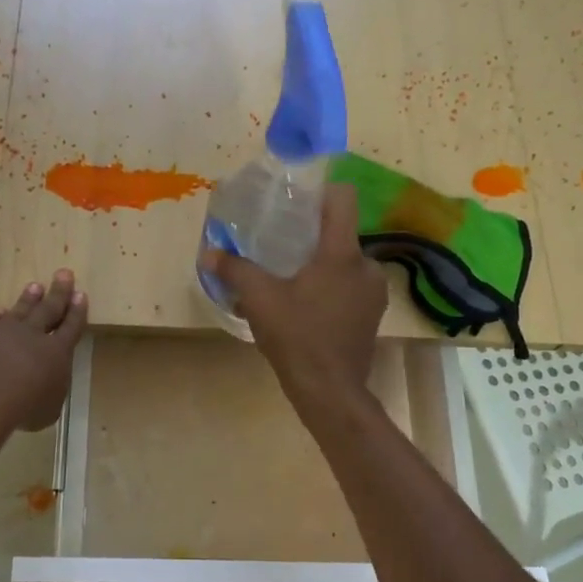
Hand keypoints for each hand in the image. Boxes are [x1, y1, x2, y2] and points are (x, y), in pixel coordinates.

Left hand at [0, 271, 87, 431]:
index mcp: (57, 353)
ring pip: (20, 310)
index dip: (77, 312)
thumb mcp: (48, 409)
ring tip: (35, 286)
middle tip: (64, 274)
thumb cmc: (24, 407)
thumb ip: (50, 392)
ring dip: (29, 299)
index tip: (81, 294)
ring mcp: (3, 330)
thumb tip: (46, 386)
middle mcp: (32, 335)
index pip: (71, 327)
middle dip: (58, 292)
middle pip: (49, 309)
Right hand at [200, 183, 386, 408]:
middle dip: (312, 236)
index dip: (321, 190)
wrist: (330, 391)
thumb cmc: (297, 337)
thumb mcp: (259, 300)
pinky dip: (331, 288)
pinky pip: (351, 287)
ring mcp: (374, 293)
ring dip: (322, 265)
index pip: (343, 199)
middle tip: (282, 244)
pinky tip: (307, 305)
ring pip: (346, 262)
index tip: (297, 198)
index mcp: (342, 253)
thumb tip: (208, 253)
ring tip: (291, 278)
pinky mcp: (372, 315)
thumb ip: (235, 270)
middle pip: (340, 233)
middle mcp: (366, 266)